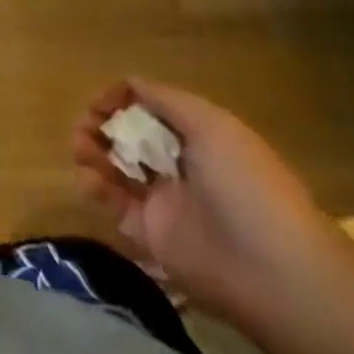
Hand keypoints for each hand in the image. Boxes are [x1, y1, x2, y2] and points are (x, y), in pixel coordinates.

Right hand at [73, 81, 344, 336]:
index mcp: (197, 135)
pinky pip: (114, 206)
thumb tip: (128, 83)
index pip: (149, 108)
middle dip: (101, 124)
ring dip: (92, 151)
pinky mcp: (149, 236)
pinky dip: (95, 188)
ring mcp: (163, 201)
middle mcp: (177, 164)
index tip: (100, 102)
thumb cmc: (245, 183)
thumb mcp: (211, 124)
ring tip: (80, 147)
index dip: (122, 100)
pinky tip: (89, 178)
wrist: (273, 271)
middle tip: (84, 125)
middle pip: (128, 136)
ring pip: (115, 168)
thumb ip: (165, 100)